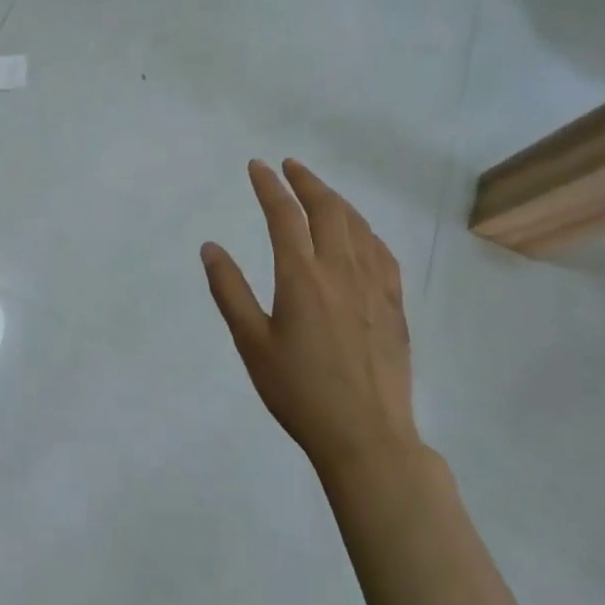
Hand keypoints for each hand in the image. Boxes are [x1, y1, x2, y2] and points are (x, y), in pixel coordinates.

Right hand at [201, 159, 421, 482]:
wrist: (367, 438)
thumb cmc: (299, 392)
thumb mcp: (251, 343)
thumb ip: (229, 290)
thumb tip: (210, 247)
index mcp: (302, 277)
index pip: (284, 215)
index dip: (269, 185)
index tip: (257, 166)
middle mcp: (341, 271)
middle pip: (327, 209)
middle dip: (306, 181)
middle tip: (289, 166)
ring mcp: (373, 287)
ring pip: (358, 226)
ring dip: (336, 200)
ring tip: (319, 191)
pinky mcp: (394, 306)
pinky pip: (382, 253)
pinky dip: (365, 230)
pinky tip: (360, 233)